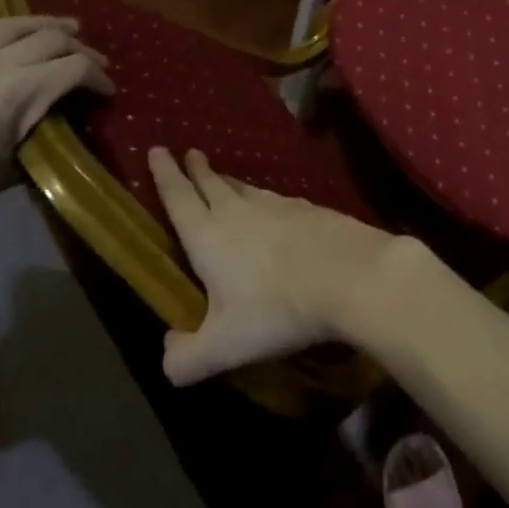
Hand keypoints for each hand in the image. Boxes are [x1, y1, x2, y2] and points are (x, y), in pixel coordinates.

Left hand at [0, 2, 113, 240]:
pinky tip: (1, 8)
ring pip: (21, 23)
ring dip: (50, 23)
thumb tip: (65, 126)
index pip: (76, 68)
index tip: (109, 93)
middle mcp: (2, 60)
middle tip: (97, 66)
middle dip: (83, 50)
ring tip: (69, 27)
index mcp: (22, 90)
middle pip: (55, 38)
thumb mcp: (11, 168)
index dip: (99, 78)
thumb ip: (43, 137)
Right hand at [149, 147, 399, 384]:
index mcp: (208, 235)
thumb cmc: (277, 309)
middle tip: (190, 153)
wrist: (351, 276)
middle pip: (212, 183)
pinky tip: (274, 207)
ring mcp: (278, 205)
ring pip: (246, 189)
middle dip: (197, 169)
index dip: (165, 174)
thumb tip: (167, 353)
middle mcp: (238, 211)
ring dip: (230, 182)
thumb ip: (186, 358)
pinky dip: (265, 199)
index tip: (157, 149)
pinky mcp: (310, 209)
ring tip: (224, 180)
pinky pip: (277, 199)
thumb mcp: (223, 347)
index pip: (178, 198)